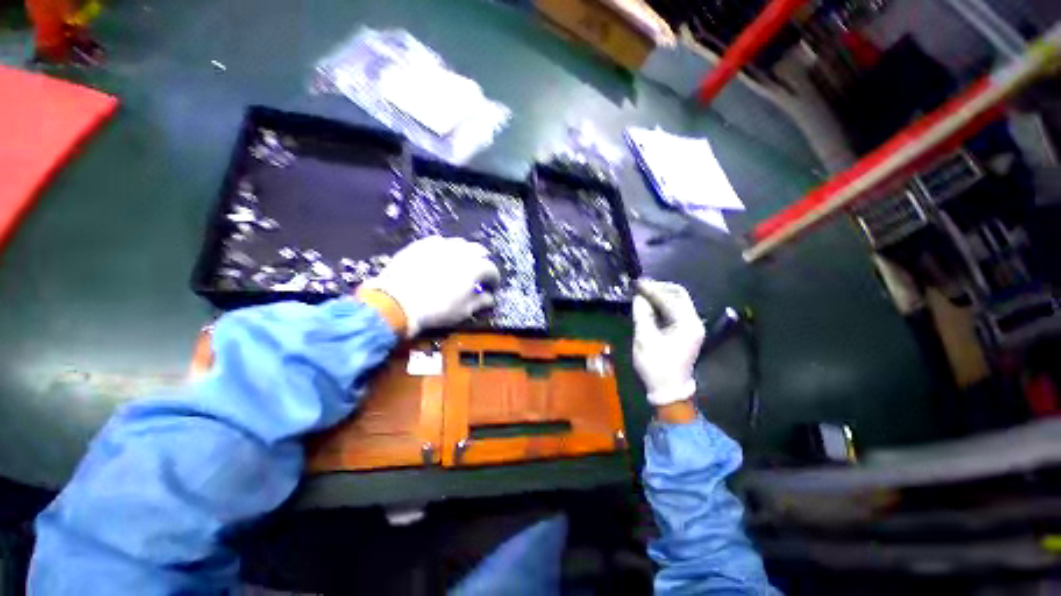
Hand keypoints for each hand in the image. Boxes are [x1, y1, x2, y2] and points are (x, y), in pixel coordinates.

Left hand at [361, 236, 499, 336]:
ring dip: (464, 253)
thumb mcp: (464, 310)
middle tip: (477, 274)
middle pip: (479, 250)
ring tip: (459, 264)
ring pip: (460, 243)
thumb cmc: (438, 309)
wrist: (398, 302)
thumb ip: (481, 301)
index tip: (491, 287)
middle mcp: (461, 251)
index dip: (494, 279)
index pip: (492, 269)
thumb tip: (490, 298)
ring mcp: (440, 244)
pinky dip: (444, 250)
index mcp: (475, 267)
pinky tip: (439, 259)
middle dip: (482, 261)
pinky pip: (439, 243)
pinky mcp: (422, 244)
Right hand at [632, 279, 704, 406]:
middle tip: (641, 287)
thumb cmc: (655, 365)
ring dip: (661, 295)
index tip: (636, 283)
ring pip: (678, 301)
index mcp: (687, 324)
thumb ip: (642, 314)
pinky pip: (675, 310)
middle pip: (679, 294)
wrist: (668, 390)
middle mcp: (694, 322)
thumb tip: (639, 296)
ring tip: (643, 293)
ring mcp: (692, 326)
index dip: (651, 289)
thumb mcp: (644, 339)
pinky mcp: (686, 331)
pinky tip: (649, 305)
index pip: (669, 298)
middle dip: (659, 288)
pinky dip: (663, 304)